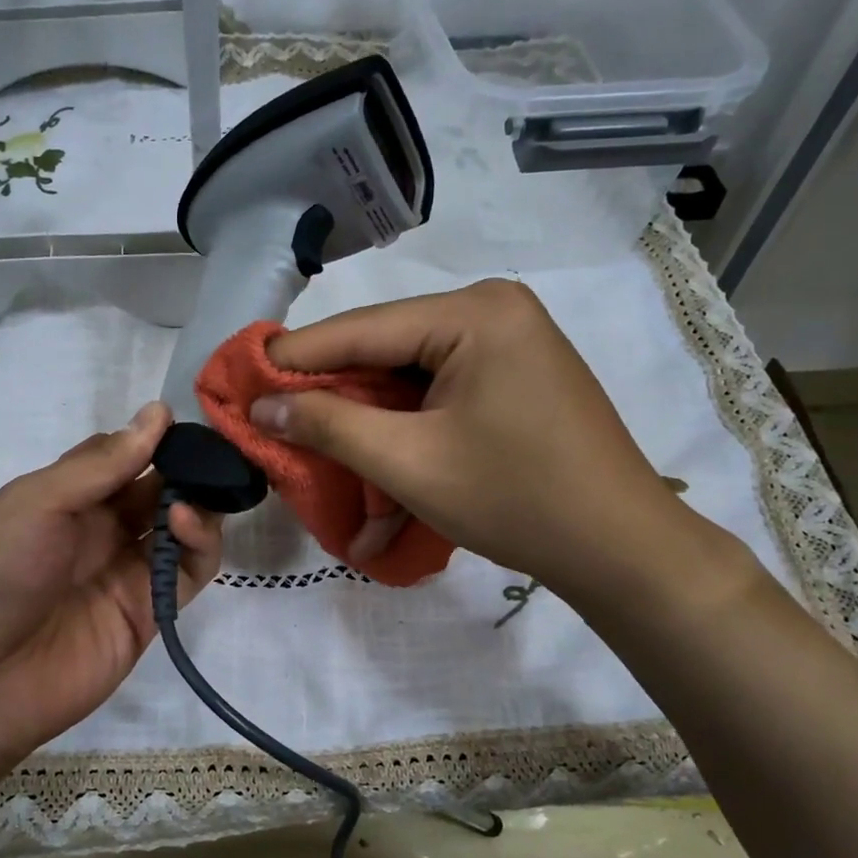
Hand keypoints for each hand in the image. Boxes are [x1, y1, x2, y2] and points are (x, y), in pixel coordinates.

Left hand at [0, 401, 220, 776]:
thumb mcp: (39, 501)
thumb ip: (103, 464)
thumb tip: (158, 412)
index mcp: (66, 497)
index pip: (120, 455)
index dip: (151, 438)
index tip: (186, 422)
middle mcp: (100, 529)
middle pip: (156, 488)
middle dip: (186, 468)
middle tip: (218, 454)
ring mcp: (128, 570)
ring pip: (180, 527)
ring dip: (197, 503)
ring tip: (204, 490)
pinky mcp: (152, 610)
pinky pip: (190, 571)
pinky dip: (200, 544)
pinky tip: (186, 523)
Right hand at [248, 280, 716, 610]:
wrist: (619, 547)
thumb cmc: (513, 499)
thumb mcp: (407, 462)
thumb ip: (328, 424)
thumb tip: (262, 405)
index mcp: (474, 313)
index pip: (359, 329)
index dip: (293, 358)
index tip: (238, 379)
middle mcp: (493, 310)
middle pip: (384, 350)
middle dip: (332, 396)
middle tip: (275, 422)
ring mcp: (510, 342)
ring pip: (409, 376)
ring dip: (368, 421)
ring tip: (318, 452)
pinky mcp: (516, 375)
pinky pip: (440, 392)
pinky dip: (406, 428)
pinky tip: (379, 462)